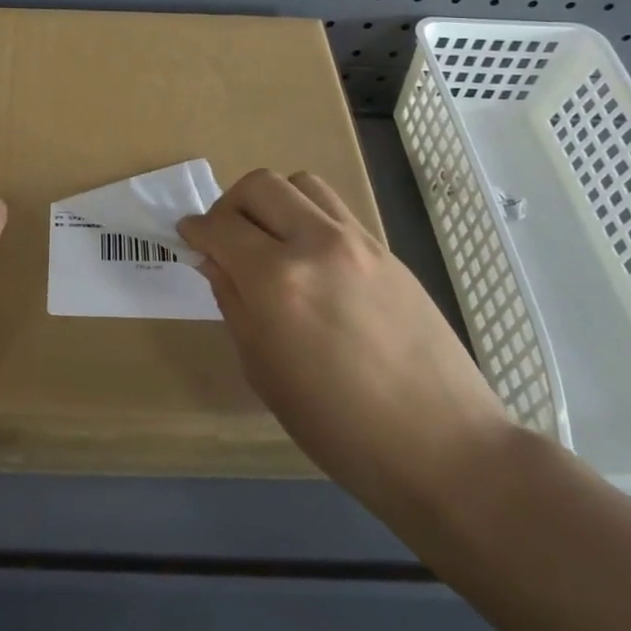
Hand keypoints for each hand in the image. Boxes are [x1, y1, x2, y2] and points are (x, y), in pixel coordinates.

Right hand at [178, 170, 509, 506]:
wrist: (442, 446)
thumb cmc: (339, 427)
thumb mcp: (264, 371)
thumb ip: (234, 303)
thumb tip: (215, 261)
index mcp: (277, 281)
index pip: (221, 226)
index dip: (195, 229)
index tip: (187, 237)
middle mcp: (315, 244)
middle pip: (259, 185)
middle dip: (230, 205)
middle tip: (226, 238)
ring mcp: (357, 242)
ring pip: (302, 184)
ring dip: (274, 202)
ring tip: (271, 240)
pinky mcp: (387, 250)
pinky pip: (335, 210)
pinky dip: (308, 218)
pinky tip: (311, 260)